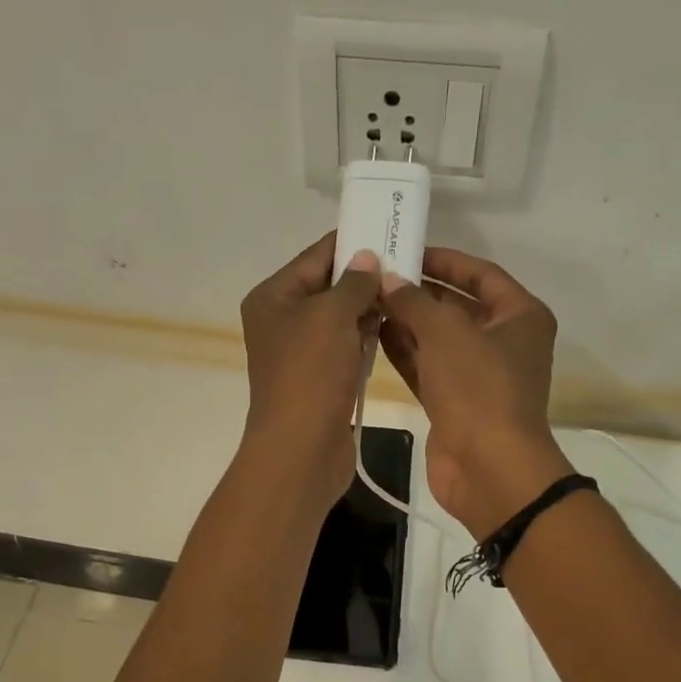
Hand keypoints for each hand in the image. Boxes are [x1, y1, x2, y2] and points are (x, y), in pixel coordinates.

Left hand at [237, 234, 382, 515]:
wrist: (301, 448)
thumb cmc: (310, 374)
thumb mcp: (332, 315)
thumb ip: (354, 282)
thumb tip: (367, 258)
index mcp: (273, 297)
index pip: (316, 256)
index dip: (351, 243)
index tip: (389, 233)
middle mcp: (282, 321)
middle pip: (328, 287)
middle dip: (365, 278)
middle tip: (407, 266)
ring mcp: (301, 354)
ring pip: (340, 320)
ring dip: (368, 310)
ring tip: (406, 295)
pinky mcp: (319, 380)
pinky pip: (345, 348)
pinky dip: (365, 339)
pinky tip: (391, 330)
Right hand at [378, 248, 572, 537]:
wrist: (488, 468)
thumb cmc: (478, 389)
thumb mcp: (446, 332)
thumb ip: (414, 301)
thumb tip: (389, 281)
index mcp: (519, 316)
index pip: (480, 274)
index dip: (444, 260)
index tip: (405, 249)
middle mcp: (503, 342)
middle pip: (457, 306)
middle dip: (418, 292)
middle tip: (376, 275)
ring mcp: (478, 375)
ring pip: (438, 339)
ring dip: (406, 322)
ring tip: (367, 301)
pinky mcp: (454, 403)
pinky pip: (427, 368)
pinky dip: (404, 353)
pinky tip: (372, 334)